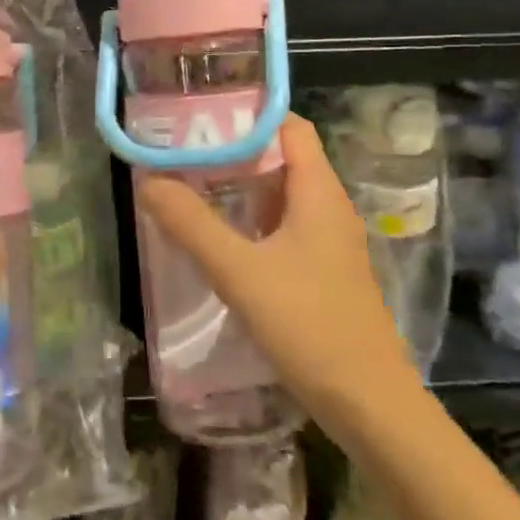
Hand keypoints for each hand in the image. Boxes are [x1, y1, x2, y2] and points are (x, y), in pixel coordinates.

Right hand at [136, 115, 410, 440]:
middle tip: (183, 148)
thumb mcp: (241, 272)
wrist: (371, 407)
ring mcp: (328, 241)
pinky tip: (219, 236)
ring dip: (240, 185)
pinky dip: (251, 219)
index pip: (288, 125)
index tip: (201, 113)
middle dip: (234, 148)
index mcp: (319, 191)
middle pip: (282, 156)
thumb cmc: (310, 326)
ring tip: (190, 183)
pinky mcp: (323, 271)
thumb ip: (192, 225)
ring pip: (281, 194)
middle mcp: (328, 206)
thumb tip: (148, 182)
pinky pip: (283, 226)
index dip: (248, 113)